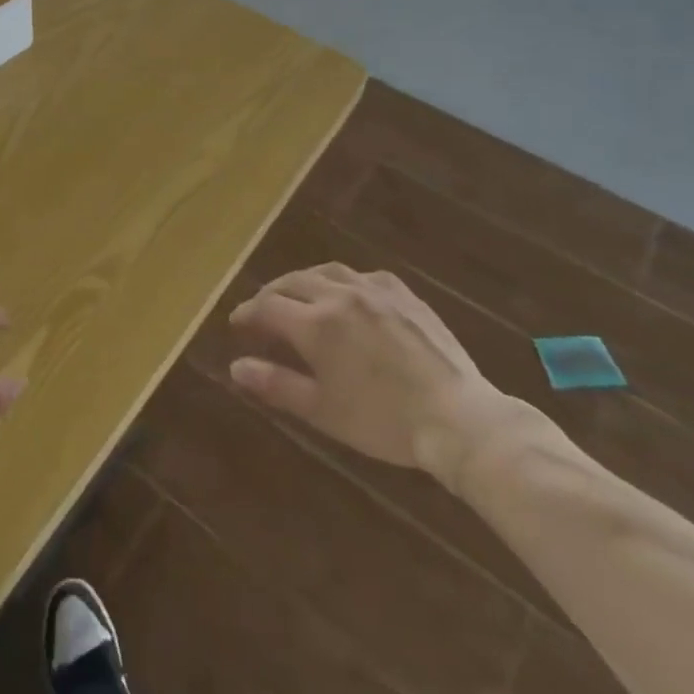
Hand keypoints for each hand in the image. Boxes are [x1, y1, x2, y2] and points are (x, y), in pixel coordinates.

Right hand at [228, 263, 516, 490]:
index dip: (247, 314)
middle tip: (261, 311)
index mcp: (316, 324)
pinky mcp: (404, 294)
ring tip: (297, 295)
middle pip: (292, 282)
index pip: (267, 307)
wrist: (458, 418)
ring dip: (304, 281)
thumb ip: (276, 384)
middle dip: (270, 295)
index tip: (237, 324)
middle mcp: (340, 296)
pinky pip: (364, 275)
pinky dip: (343, 281)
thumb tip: (236, 366)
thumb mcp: (322, 410)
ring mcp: (375, 290)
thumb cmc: (383, 422)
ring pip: (326, 272)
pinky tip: (347, 294)